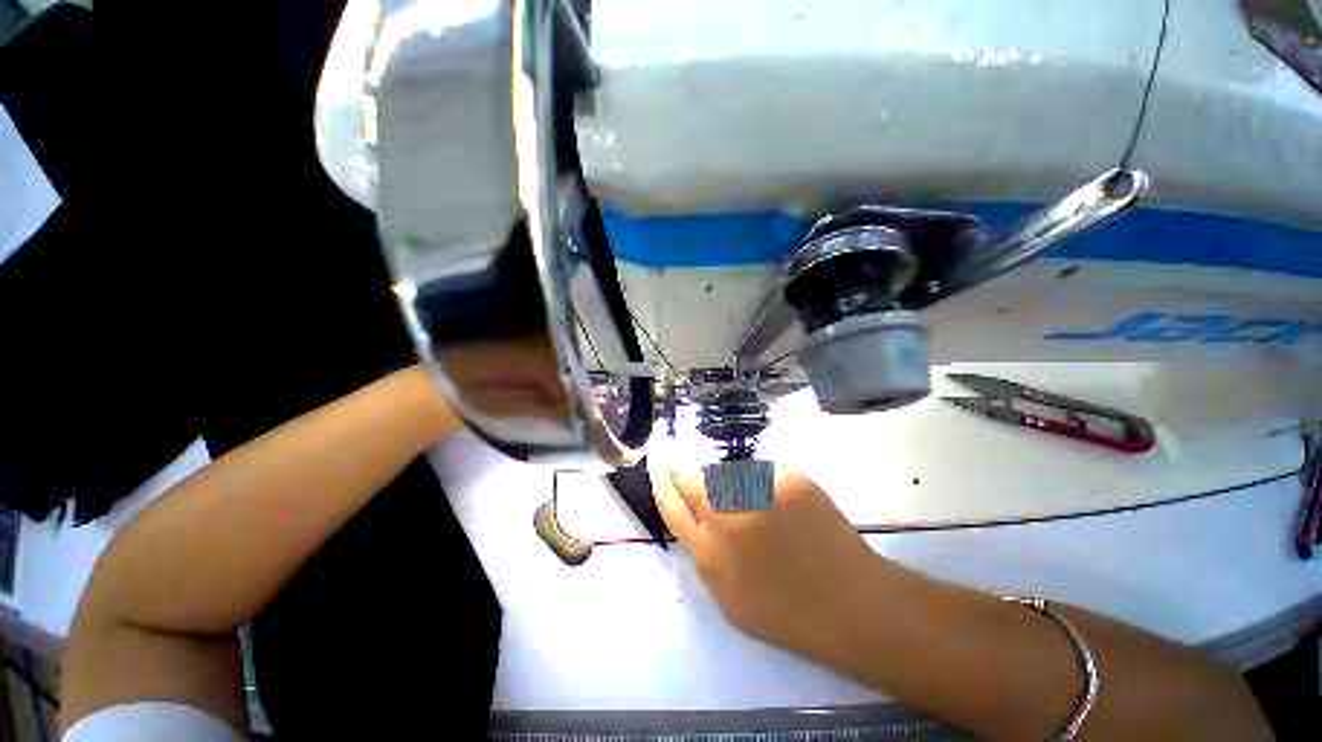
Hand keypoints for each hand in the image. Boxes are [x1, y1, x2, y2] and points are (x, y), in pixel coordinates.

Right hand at [651, 463, 885, 660]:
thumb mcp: (727, 598)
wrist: (848, 604)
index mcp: (707, 552)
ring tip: (745, 498)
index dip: (660, 482)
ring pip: (725, 470)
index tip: (657, 466)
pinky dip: (762, 481)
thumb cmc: (786, 612)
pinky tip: (779, 505)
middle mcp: (725, 516)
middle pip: (690, 478)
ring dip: (724, 476)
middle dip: (678, 464)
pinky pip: (761, 471)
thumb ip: (704, 555)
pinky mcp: (786, 480)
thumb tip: (695, 520)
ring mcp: (757, 494)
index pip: (671, 505)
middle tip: (676, 454)